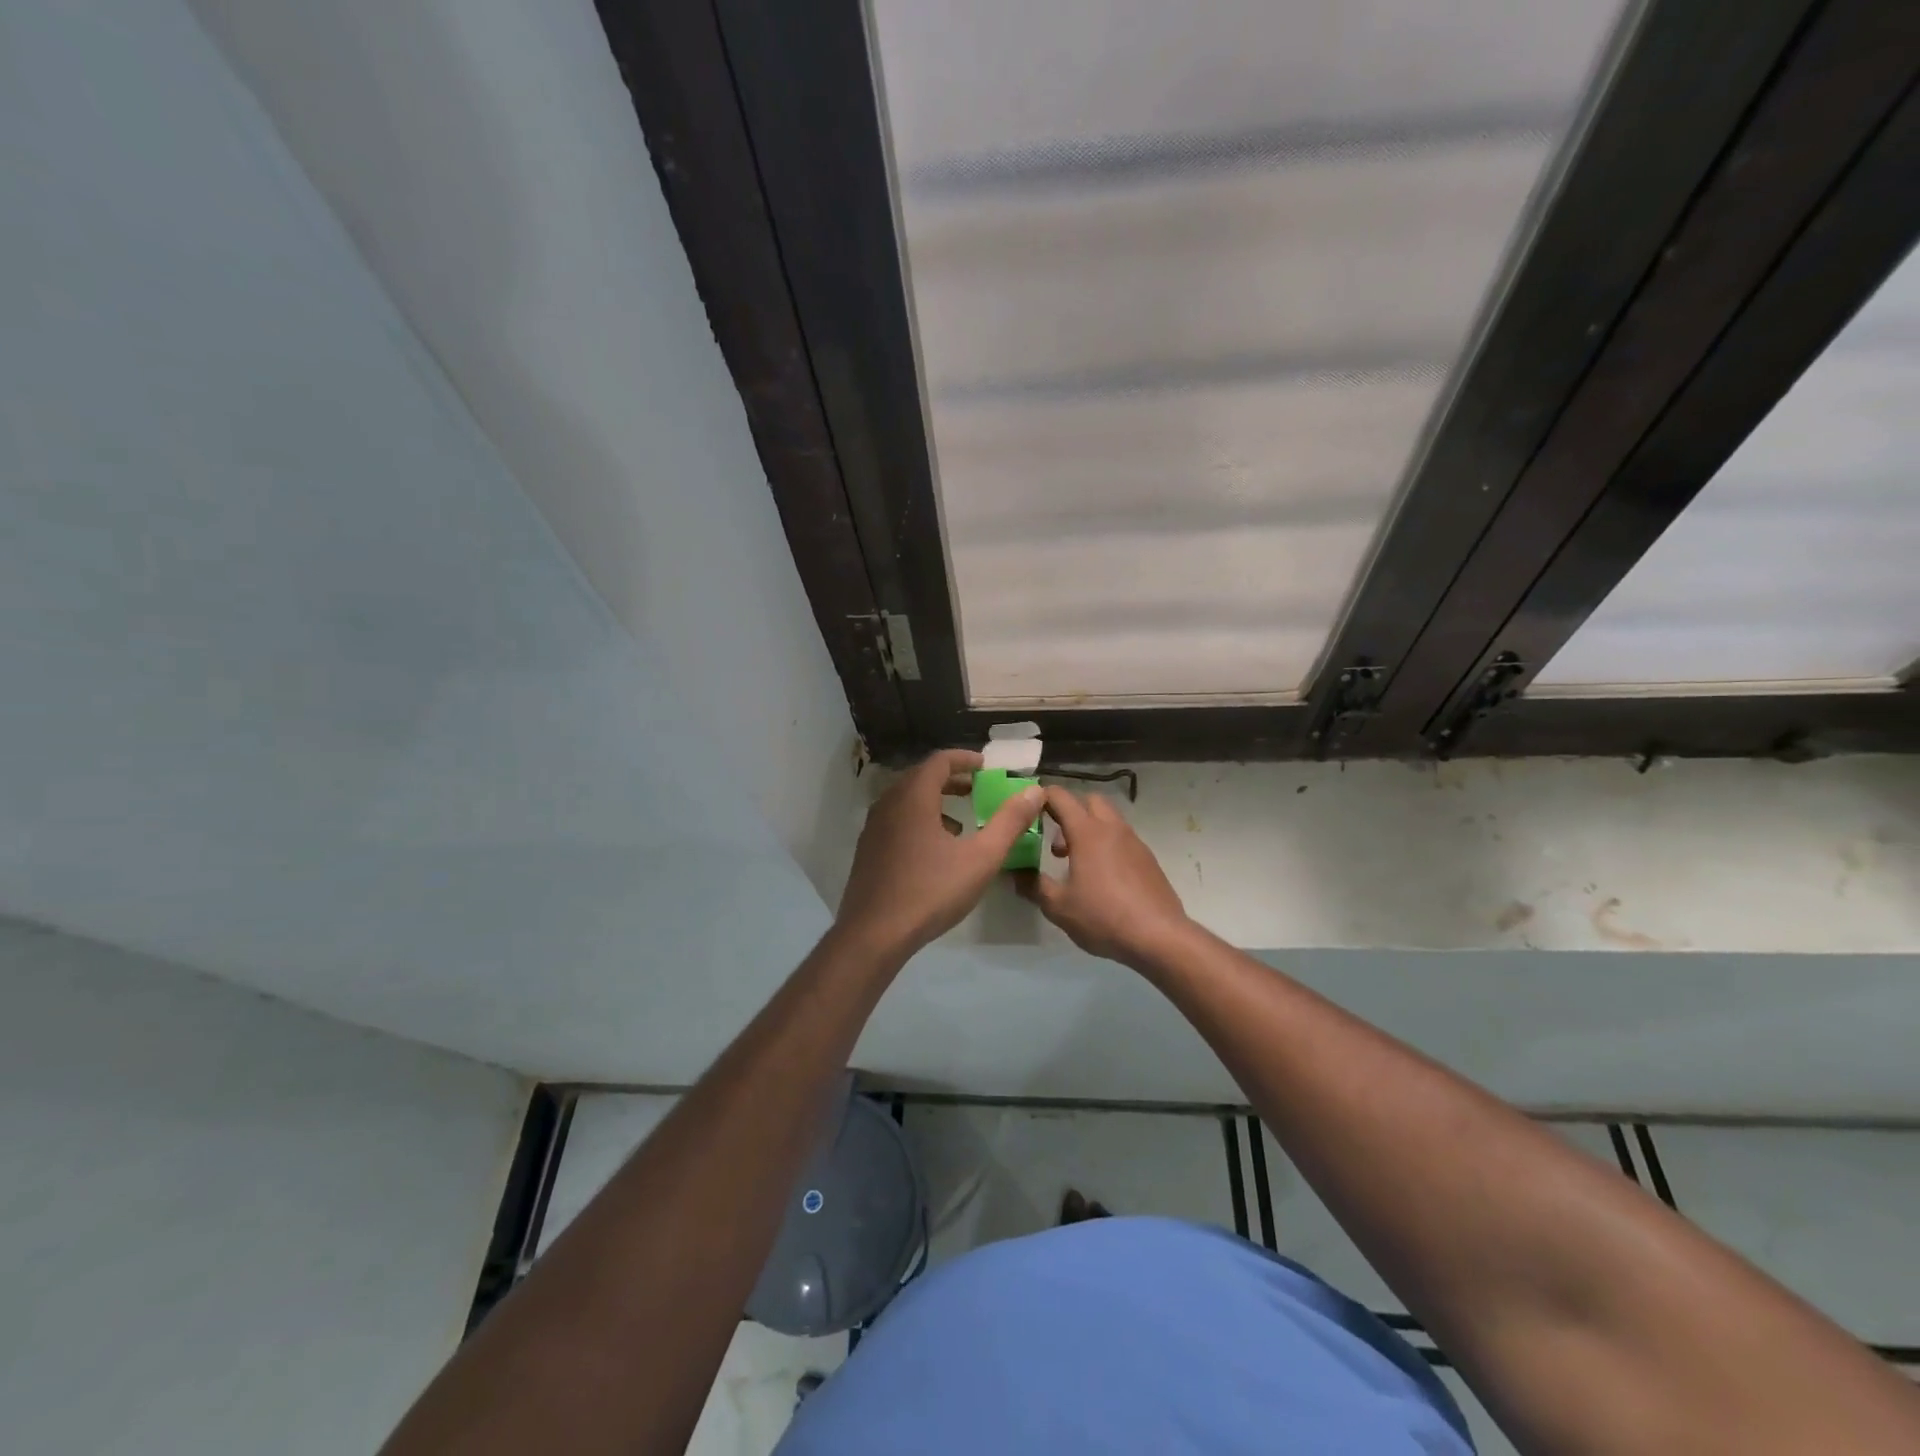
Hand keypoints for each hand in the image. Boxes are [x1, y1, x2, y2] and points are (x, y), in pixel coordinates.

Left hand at [835, 749, 1044, 959]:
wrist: (874, 933)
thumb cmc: (931, 891)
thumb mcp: (981, 858)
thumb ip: (1009, 822)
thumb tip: (1034, 792)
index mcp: (914, 798)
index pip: (939, 761)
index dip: (965, 759)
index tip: (987, 767)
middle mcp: (889, 804)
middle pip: (921, 777)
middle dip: (951, 779)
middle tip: (977, 788)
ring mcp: (874, 827)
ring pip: (907, 800)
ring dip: (935, 800)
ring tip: (961, 820)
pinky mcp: (868, 850)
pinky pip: (896, 820)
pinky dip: (919, 819)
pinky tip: (935, 849)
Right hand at [1015, 786, 1189, 966]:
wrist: (1159, 937)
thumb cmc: (1103, 916)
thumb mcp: (1058, 906)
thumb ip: (1034, 886)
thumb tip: (1015, 874)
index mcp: (1088, 832)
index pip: (1061, 797)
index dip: (1042, 797)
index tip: (1028, 810)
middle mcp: (1112, 829)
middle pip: (1090, 801)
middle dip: (1070, 812)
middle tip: (1057, 843)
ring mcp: (1134, 842)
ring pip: (1109, 820)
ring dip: (1090, 831)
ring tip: (1077, 864)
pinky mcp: (1148, 859)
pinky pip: (1122, 840)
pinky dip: (1107, 846)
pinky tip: (1102, 879)